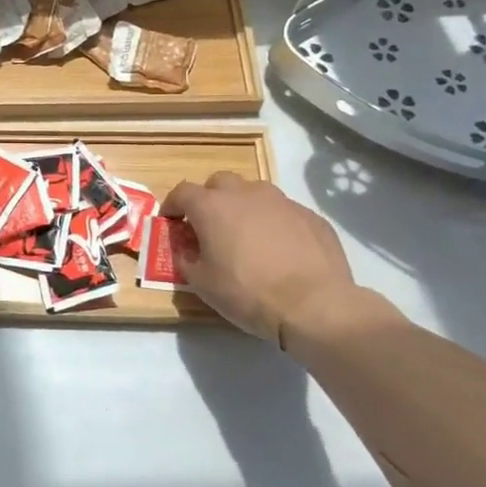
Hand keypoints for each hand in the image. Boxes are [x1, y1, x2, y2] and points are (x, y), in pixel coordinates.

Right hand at [163, 173, 359, 344]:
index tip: (171, 221)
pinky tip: (280, 250)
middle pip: (219, 183)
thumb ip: (186, 259)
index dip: (173, 205)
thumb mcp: (202, 283)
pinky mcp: (310, 216)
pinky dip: (274, 223)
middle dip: (209, 199)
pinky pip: (283, 212)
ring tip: (246, 235)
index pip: (182, 192)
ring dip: (244, 207)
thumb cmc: (247, 292)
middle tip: (209, 225)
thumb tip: (186, 249)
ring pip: (254, 192)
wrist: (313, 304)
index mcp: (212, 206)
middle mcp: (245, 194)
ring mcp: (282, 201)